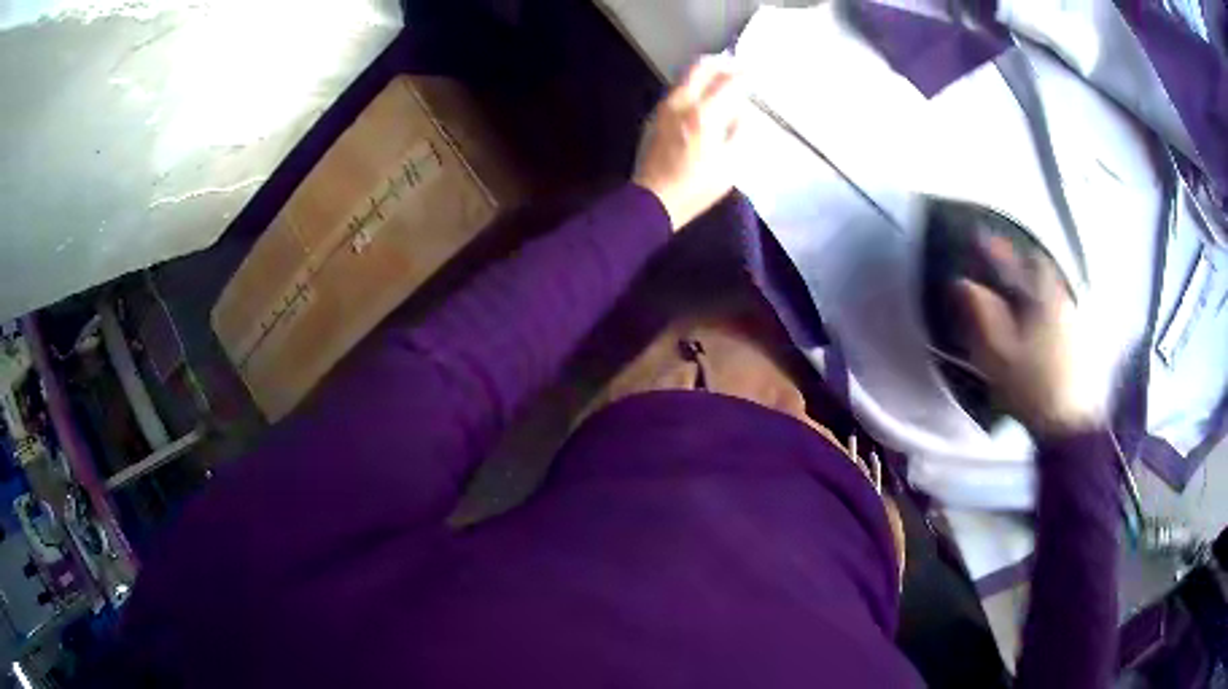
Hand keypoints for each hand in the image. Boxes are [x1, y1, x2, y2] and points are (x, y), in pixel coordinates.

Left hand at [634, 55, 746, 230]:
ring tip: (722, 76)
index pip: (727, 82)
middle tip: (736, 65)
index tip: (755, 72)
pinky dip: (693, 85)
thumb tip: (741, 111)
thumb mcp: (731, 164)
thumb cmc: (697, 186)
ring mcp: (665, 108)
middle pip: (699, 68)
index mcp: (703, 113)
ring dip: (705, 72)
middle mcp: (681, 103)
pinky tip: (703, 95)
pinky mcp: (657, 117)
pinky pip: (677, 90)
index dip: (743, 74)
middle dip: (720, 63)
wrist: (654, 199)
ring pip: (685, 77)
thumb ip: (740, 131)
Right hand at [956, 237, 1102, 437]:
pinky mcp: (1078, 336)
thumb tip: (962, 283)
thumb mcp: (997, 353)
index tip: (975, 235)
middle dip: (1021, 257)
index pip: (1011, 263)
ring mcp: (1072, 317)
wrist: (1068, 423)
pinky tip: (1040, 312)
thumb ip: (981, 314)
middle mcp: (1059, 299)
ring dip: (1035, 277)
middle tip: (1004, 259)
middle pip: (1040, 267)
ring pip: (1052, 284)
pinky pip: (1060, 301)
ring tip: (1021, 283)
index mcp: (1038, 299)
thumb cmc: (1030, 386)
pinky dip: (1047, 297)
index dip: (992, 248)